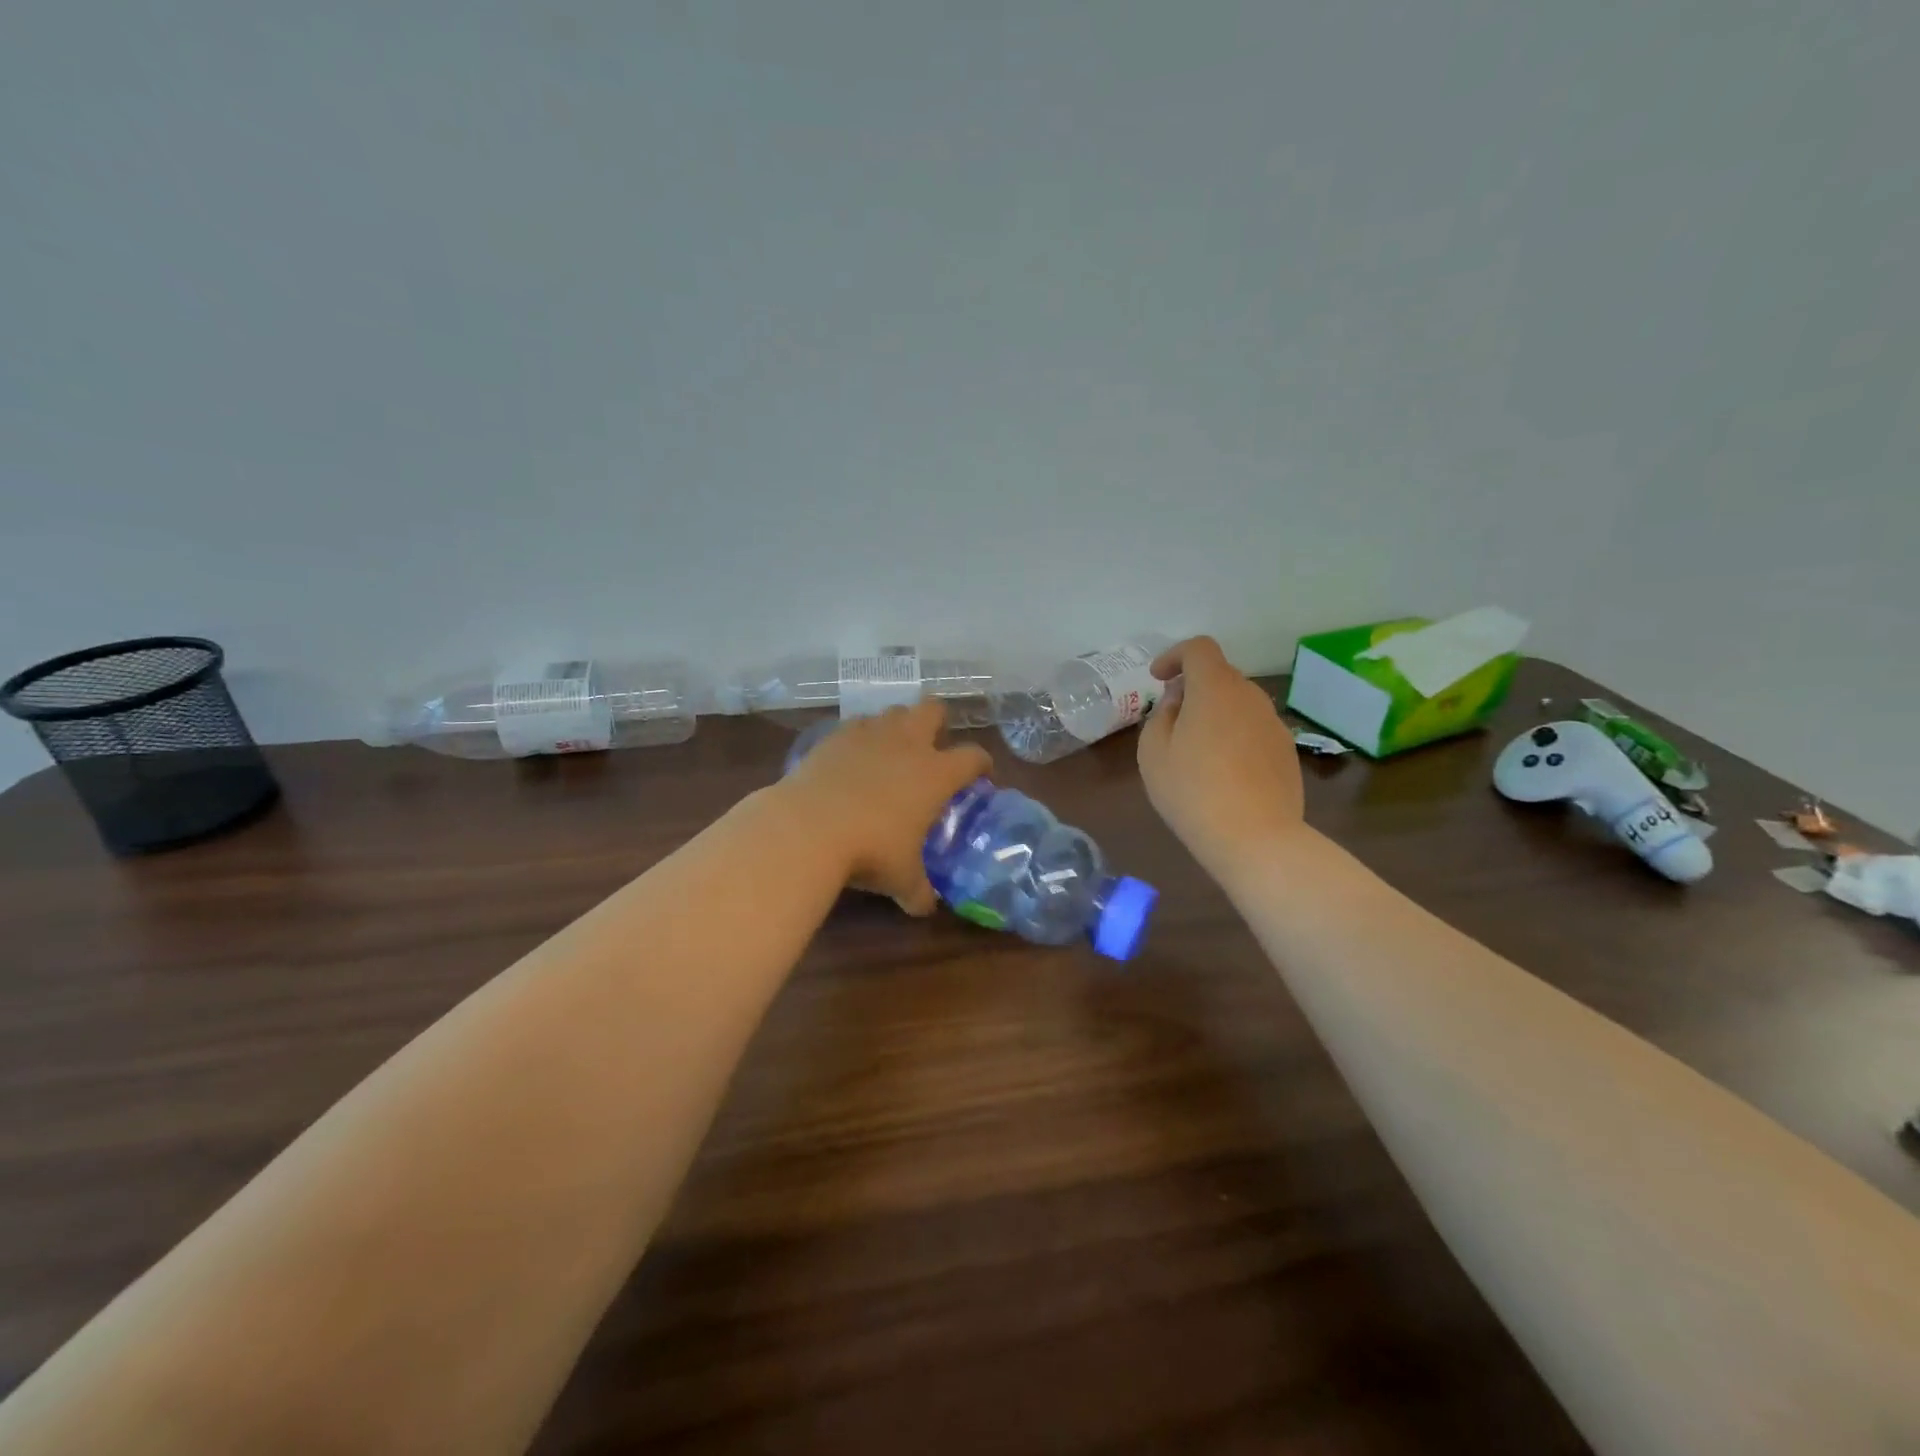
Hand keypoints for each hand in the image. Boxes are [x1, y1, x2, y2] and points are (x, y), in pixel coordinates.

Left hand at [783, 701, 992, 915]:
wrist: (809, 826)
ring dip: (898, 725)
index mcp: (936, 773)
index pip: (973, 757)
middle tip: (933, 745)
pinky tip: (854, 756)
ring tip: (892, 749)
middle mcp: (908, 744)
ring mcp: (870, 734)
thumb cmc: (870, 851)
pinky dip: (861, 735)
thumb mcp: (901, 878)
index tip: (981, 774)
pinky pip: (857, 724)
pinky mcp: (836, 736)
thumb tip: (925, 908)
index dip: (981, 763)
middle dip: (938, 721)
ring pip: (894, 711)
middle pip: (933, 710)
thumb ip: (918, 891)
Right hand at [1137, 636, 1304, 872]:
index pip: (1199, 648)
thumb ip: (1161, 715)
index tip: (1157, 679)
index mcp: (1215, 689)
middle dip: (1193, 688)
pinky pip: (1253, 729)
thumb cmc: (1192, 791)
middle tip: (1171, 720)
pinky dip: (1234, 736)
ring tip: (1195, 750)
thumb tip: (1179, 700)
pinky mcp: (1287, 751)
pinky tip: (1222, 772)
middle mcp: (1250, 696)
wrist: (1255, 838)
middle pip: (1220, 675)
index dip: (1174, 655)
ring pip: (1239, 703)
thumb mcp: (1153, 752)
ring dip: (1215, 713)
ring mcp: (1274, 724)